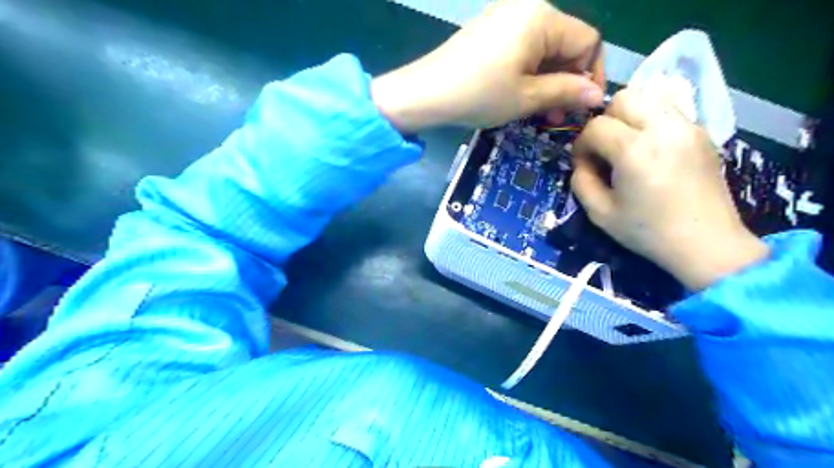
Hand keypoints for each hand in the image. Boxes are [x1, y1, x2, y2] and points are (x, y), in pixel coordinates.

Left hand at [376, 0, 603, 133]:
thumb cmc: (479, 95)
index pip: (587, 41)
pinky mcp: (489, 29)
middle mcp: (526, 7)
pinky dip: (528, 71)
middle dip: (567, 81)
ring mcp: (505, 16)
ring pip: (543, 48)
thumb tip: (598, 95)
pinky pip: (522, 47)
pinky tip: (521, 94)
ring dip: (548, 80)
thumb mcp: (527, 97)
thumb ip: (567, 91)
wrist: (425, 93)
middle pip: (565, 43)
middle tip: (558, 116)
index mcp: (542, 17)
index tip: (584, 106)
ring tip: (540, 112)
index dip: (591, 74)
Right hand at [571, 89, 764, 289]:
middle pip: (623, 98)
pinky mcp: (701, 132)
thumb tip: (582, 162)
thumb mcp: (599, 213)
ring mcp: (687, 127)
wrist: (706, 242)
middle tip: (605, 149)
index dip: (582, 145)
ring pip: (648, 97)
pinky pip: (668, 111)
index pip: (595, 127)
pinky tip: (650, 150)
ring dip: (628, 116)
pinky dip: (650, 121)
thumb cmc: (648, 231)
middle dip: (605, 121)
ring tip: (627, 145)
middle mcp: (663, 128)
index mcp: (634, 151)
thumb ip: (581, 181)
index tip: (584, 165)